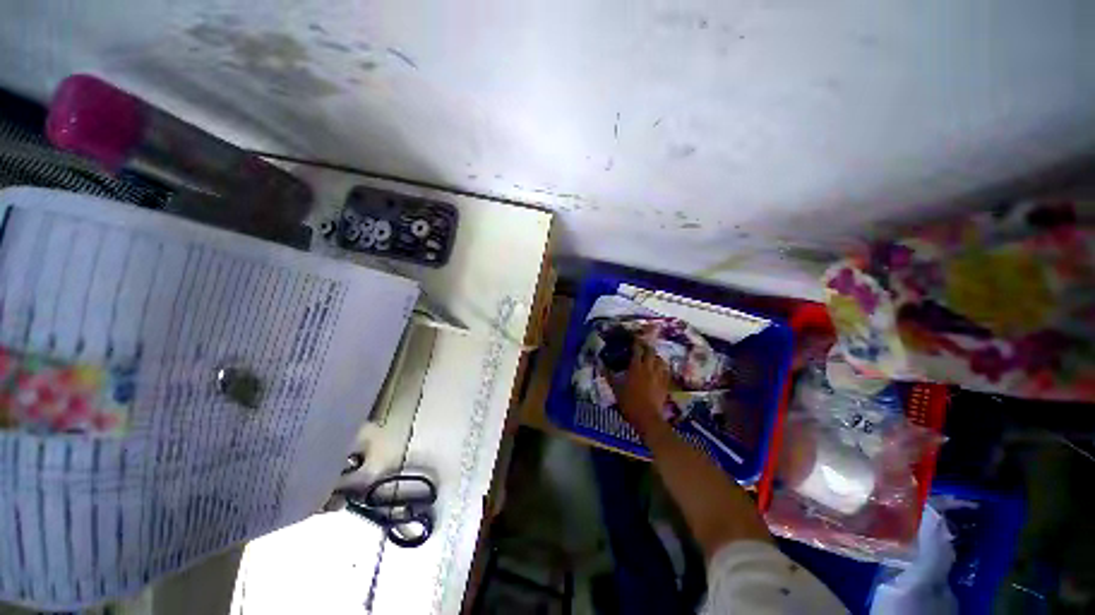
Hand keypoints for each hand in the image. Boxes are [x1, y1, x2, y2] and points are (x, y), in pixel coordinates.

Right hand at [612, 341, 669, 436]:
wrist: (647, 418)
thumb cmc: (629, 403)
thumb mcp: (615, 389)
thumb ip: (609, 375)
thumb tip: (600, 364)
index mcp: (636, 367)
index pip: (637, 350)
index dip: (636, 343)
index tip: (634, 338)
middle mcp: (649, 368)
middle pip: (651, 352)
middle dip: (647, 346)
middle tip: (643, 345)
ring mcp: (659, 376)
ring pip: (660, 360)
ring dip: (656, 355)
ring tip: (652, 355)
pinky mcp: (665, 384)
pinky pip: (666, 371)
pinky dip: (663, 366)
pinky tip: (661, 368)